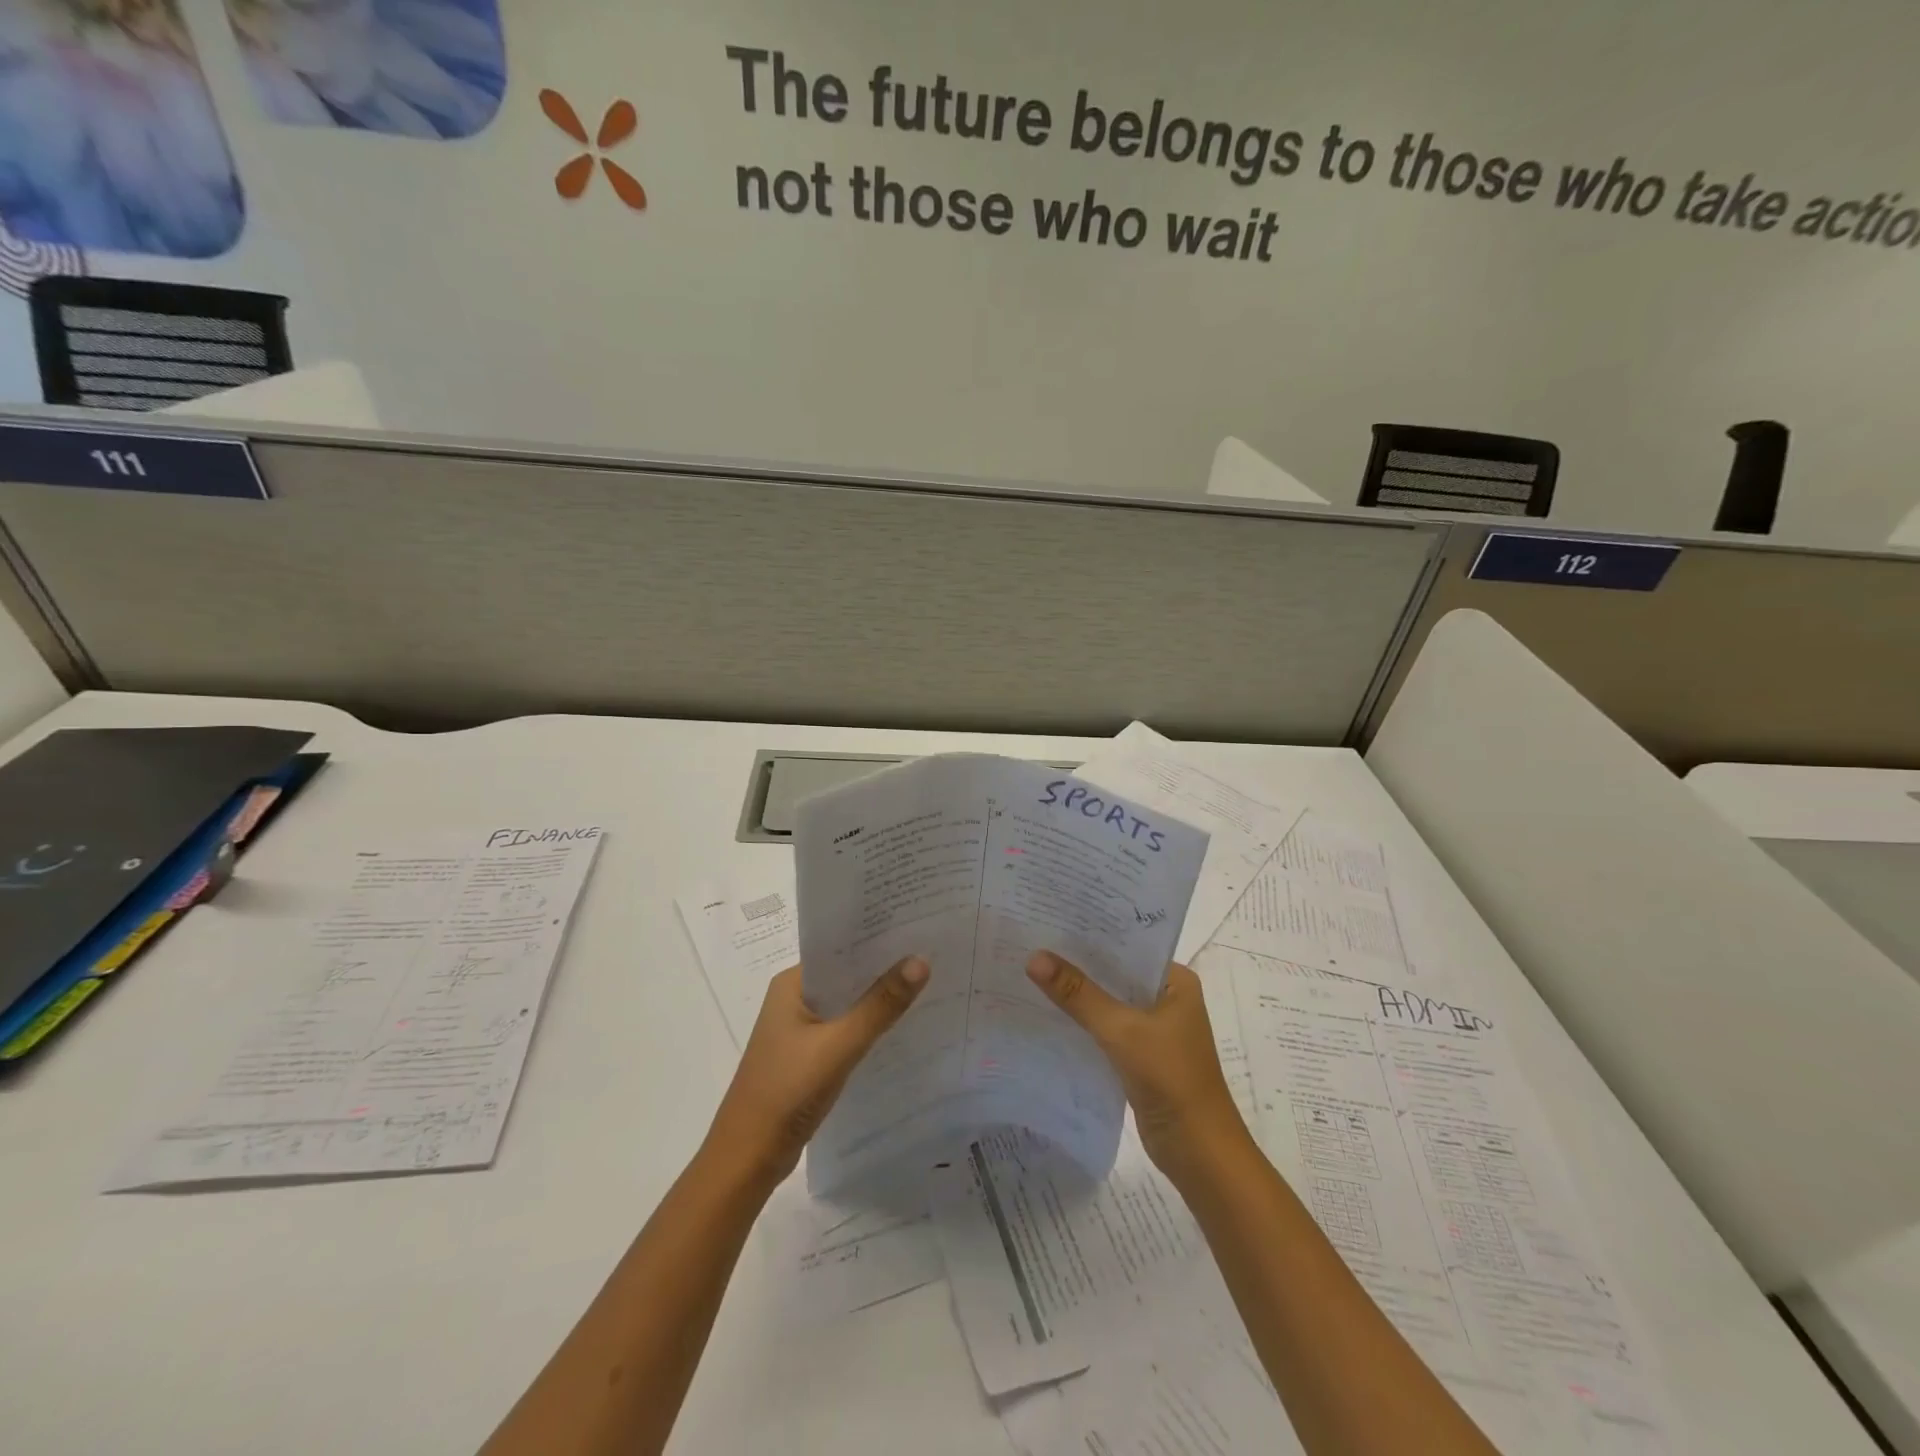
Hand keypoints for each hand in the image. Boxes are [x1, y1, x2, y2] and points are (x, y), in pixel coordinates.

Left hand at [703, 958, 929, 1188]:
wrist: (747, 1160)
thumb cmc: (786, 1092)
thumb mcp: (839, 1045)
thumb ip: (880, 1005)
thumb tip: (921, 960)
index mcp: (792, 984)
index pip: (840, 947)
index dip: (878, 937)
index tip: (918, 926)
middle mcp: (794, 998)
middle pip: (847, 974)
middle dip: (885, 967)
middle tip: (934, 952)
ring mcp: (800, 1029)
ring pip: (848, 1003)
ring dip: (879, 998)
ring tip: (928, 983)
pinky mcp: (808, 1056)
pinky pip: (846, 1029)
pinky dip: (870, 1026)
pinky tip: (903, 1027)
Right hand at [1027, 951, 1252, 1185]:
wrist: (1199, 1153)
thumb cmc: (1171, 1078)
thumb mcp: (1121, 1030)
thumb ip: (1078, 994)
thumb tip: (1034, 957)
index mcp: (1175, 980)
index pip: (1128, 944)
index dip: (1091, 932)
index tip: (1050, 918)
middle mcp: (1166, 998)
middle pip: (1115, 973)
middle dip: (1078, 962)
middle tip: (1031, 940)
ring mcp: (1154, 1028)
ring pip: (1109, 1001)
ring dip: (1078, 993)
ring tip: (1031, 970)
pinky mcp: (1140, 1055)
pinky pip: (1105, 1028)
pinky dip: (1082, 1021)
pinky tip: (1047, 1012)